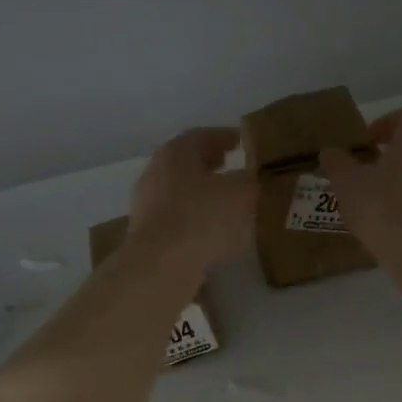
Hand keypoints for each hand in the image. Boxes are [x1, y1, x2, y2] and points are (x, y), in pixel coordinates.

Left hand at [129, 127, 256, 269]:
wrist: (161, 266)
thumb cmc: (202, 217)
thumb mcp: (242, 193)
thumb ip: (252, 181)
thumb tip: (255, 179)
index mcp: (176, 152)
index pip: (203, 135)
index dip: (226, 138)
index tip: (244, 143)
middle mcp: (156, 172)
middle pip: (188, 163)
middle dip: (213, 166)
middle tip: (236, 170)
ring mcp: (146, 205)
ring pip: (181, 193)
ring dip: (204, 196)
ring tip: (230, 205)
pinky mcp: (146, 235)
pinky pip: (177, 220)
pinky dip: (196, 221)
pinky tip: (214, 234)